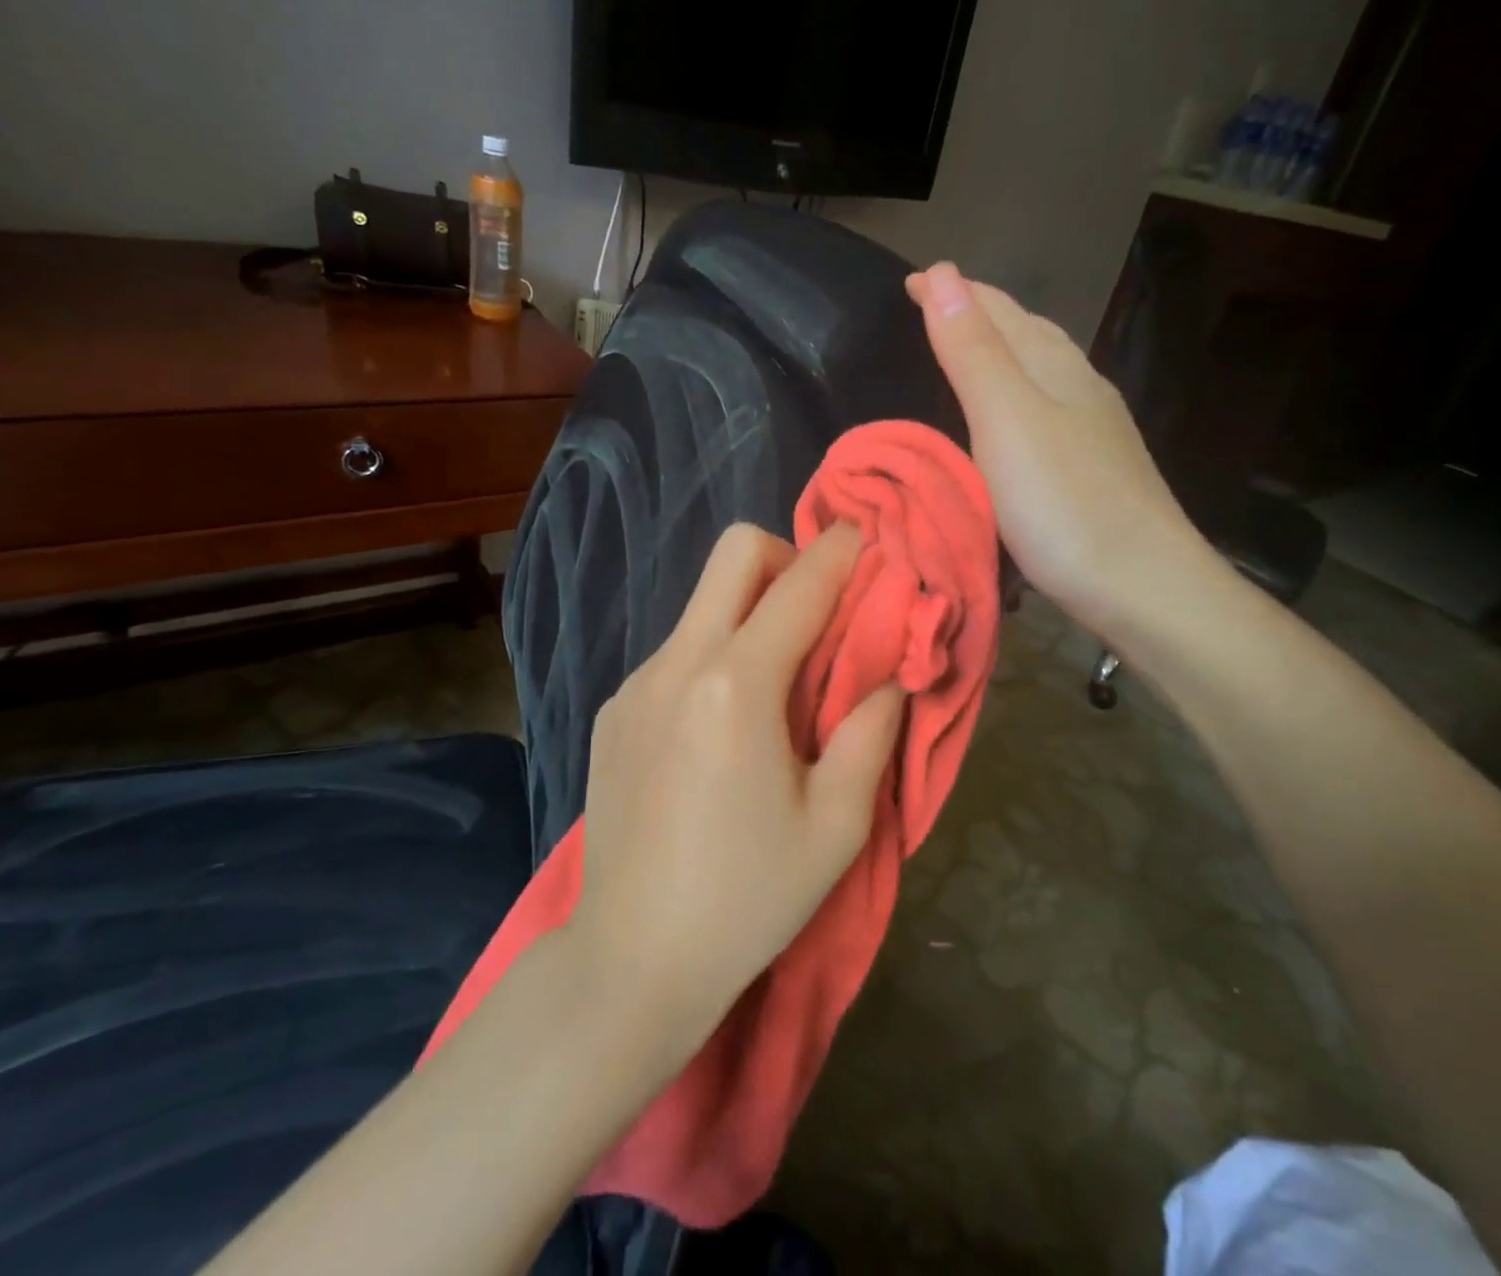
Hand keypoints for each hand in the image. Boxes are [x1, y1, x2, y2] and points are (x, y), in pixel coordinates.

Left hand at [573, 522, 906, 1048]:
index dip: (843, 552)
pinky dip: (713, 657)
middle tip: (819, 615)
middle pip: (734, 554)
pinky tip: (722, 728)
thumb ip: (869, 733)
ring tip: (776, 684)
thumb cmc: (748, 898)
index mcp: (737, 685)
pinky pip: (676, 653)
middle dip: (786, 560)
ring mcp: (635, 684)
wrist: (631, 960)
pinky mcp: (612, 711)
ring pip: (702, 604)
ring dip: (749, 612)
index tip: (869, 540)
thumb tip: (888, 677)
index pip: (800, 584)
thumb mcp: (836, 826)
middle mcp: (678, 663)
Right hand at [906, 262, 1213, 639]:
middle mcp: (1080, 386)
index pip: (998, 311)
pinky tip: (1012, 422)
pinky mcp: (1096, 468)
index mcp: (1055, 367)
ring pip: (1041, 371)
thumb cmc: (1065, 505)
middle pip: (1026, 334)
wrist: (1144, 587)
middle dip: (978, 314)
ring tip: (966, 355)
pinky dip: (1016, 397)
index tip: (910, 280)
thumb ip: (974, 353)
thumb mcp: (1007, 421)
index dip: (953, 292)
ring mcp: (1095, 430)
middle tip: (933, 309)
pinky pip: (1046, 410)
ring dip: (1000, 353)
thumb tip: (943, 273)